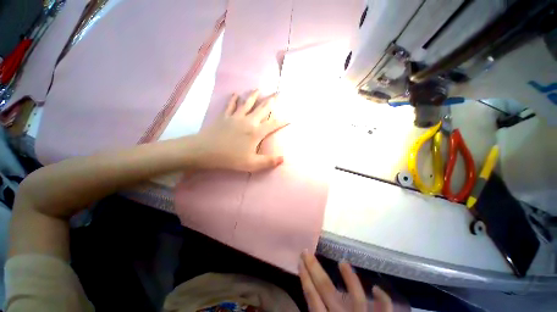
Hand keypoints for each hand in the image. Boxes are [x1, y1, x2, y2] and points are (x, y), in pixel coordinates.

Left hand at [193, 90, 287, 171]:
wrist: (206, 151)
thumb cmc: (230, 158)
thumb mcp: (252, 164)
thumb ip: (268, 161)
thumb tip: (283, 158)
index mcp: (256, 132)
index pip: (273, 124)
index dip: (282, 121)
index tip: (290, 117)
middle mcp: (248, 121)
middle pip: (262, 109)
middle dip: (271, 101)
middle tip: (278, 93)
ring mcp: (236, 117)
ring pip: (247, 103)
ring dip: (254, 95)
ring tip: (259, 89)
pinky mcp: (225, 116)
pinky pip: (231, 105)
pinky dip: (234, 99)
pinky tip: (236, 94)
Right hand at [299, 251, 393, 311]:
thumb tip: (311, 304)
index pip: (312, 298)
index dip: (305, 279)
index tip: (299, 263)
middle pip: (326, 289)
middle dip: (314, 269)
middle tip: (307, 252)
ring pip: (355, 295)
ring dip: (348, 277)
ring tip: (342, 262)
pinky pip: (385, 311)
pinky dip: (383, 301)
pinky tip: (377, 288)